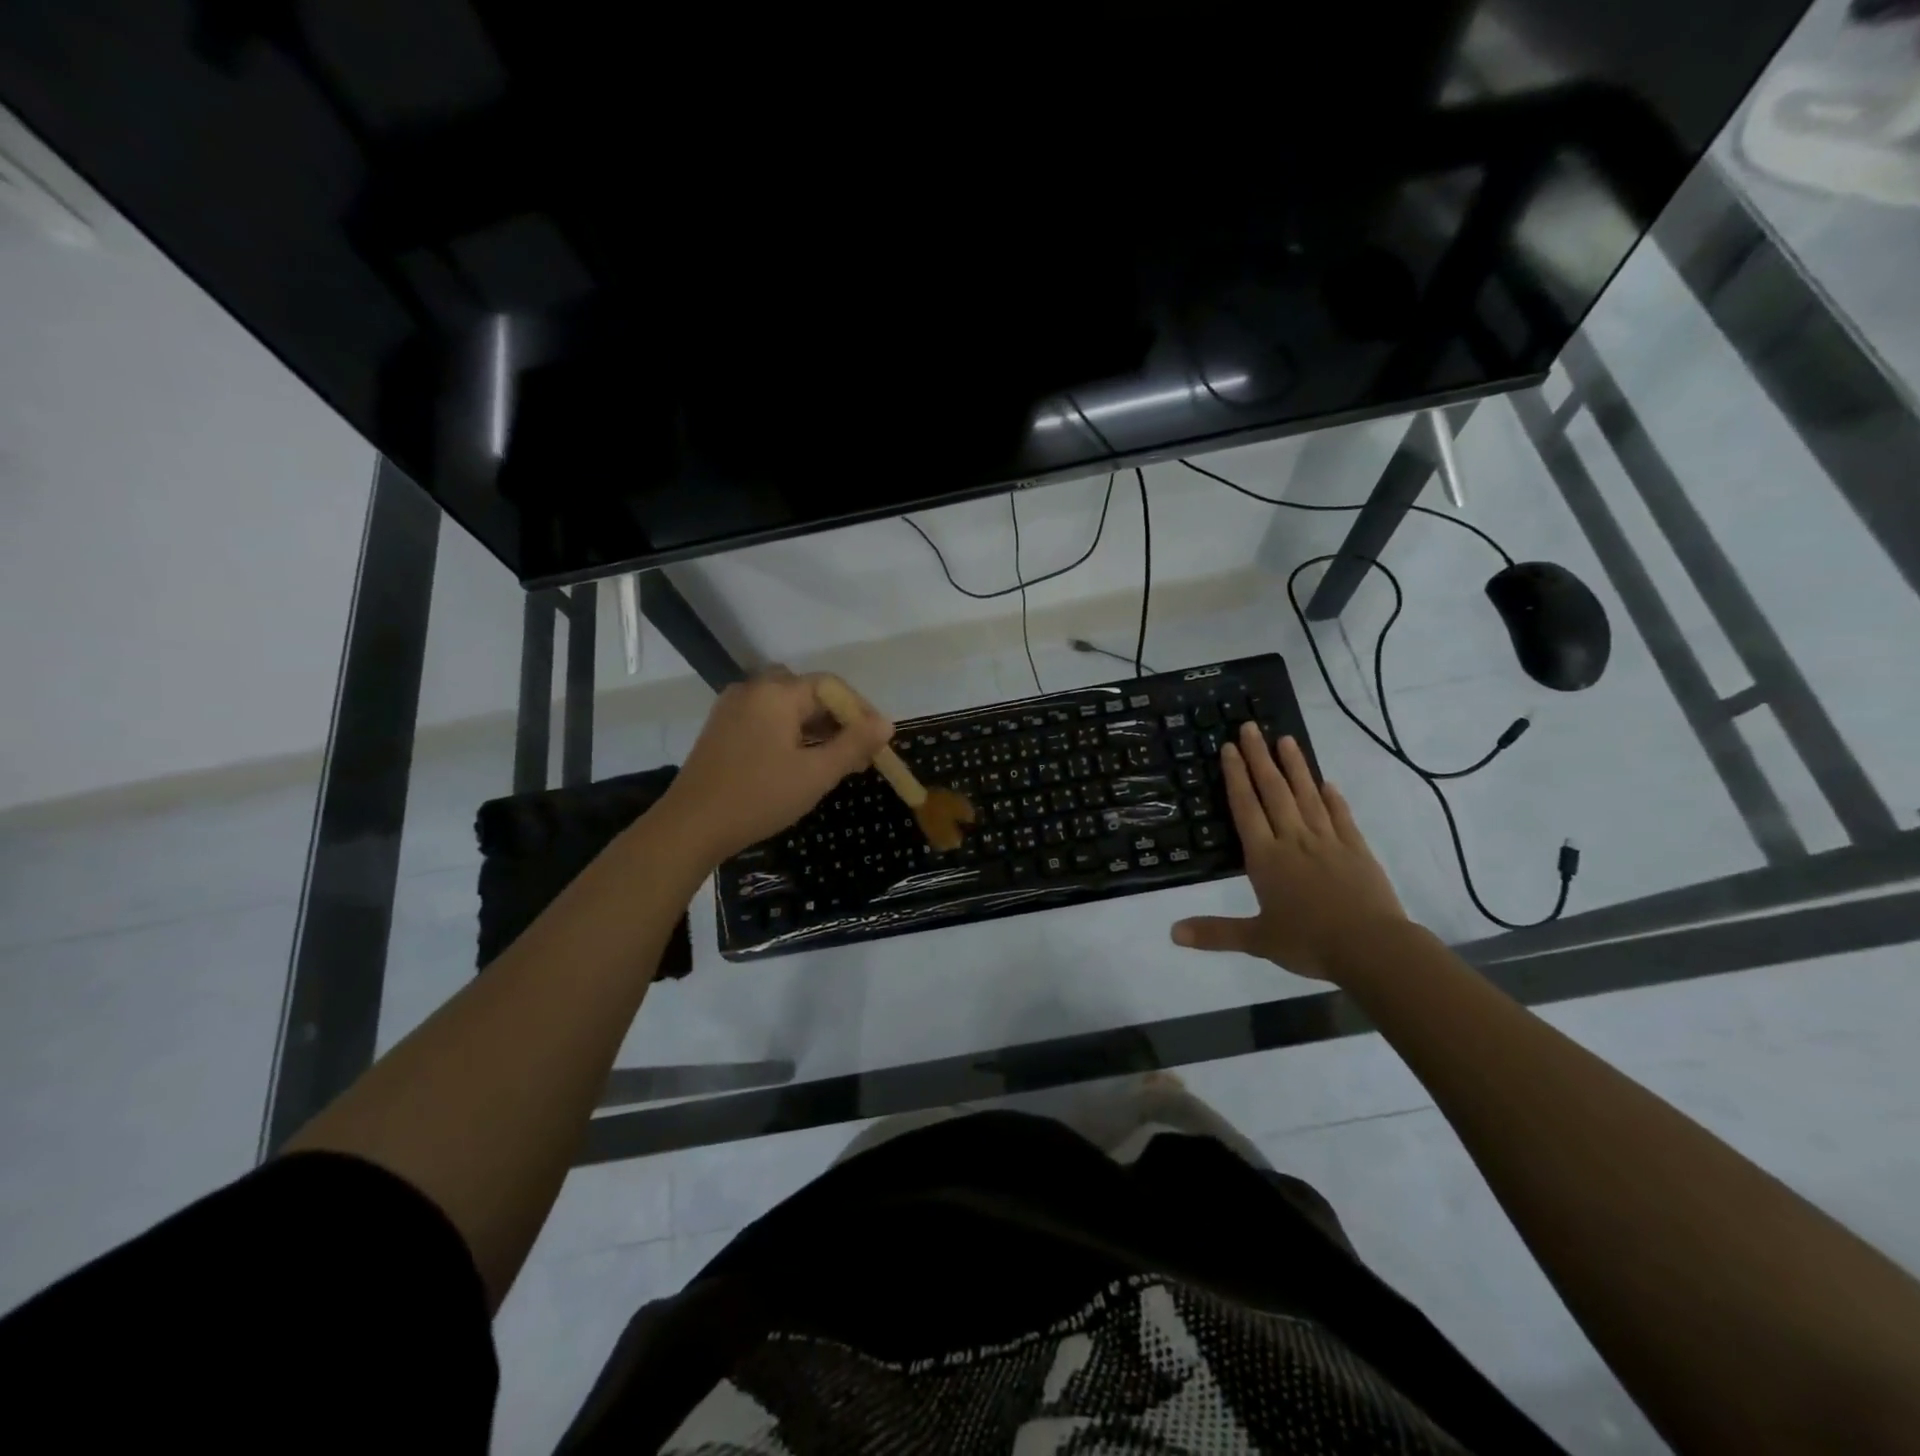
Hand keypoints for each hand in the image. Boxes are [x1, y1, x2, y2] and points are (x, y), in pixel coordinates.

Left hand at [655, 669, 893, 866]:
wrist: (690, 826)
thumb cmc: (759, 797)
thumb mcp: (816, 773)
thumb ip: (854, 744)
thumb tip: (886, 723)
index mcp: (776, 693)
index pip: (831, 687)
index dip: (861, 710)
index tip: (879, 741)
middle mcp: (753, 690)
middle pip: (809, 694)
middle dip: (839, 721)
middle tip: (860, 754)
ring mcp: (733, 708)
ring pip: (787, 708)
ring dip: (816, 729)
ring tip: (836, 762)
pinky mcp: (722, 728)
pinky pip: (767, 719)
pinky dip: (791, 734)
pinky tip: (801, 762)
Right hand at [1171, 723, 1405, 979]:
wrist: (1371, 948)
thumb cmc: (1308, 942)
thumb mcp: (1256, 940)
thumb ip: (1215, 933)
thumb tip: (1172, 933)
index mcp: (1266, 858)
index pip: (1246, 808)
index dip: (1236, 777)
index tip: (1229, 748)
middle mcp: (1293, 840)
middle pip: (1274, 791)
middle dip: (1260, 758)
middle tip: (1251, 727)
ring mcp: (1327, 841)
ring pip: (1307, 796)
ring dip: (1295, 767)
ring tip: (1286, 739)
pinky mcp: (1356, 849)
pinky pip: (1340, 816)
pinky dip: (1332, 798)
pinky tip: (1327, 783)